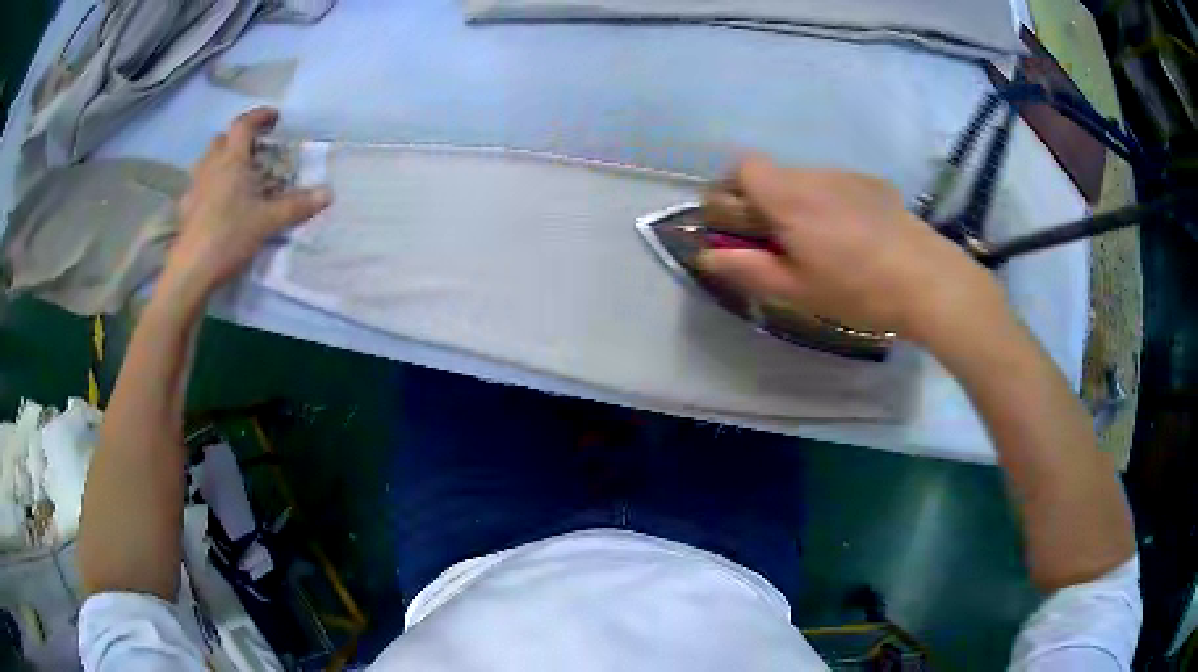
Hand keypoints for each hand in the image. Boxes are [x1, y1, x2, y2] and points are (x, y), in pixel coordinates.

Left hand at [164, 107, 331, 297]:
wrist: (192, 271)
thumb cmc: (229, 236)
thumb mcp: (268, 221)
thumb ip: (297, 205)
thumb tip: (328, 193)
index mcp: (231, 160)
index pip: (243, 124)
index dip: (259, 116)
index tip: (274, 118)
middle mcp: (210, 167)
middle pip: (221, 139)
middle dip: (237, 138)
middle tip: (253, 149)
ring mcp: (194, 188)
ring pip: (206, 161)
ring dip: (220, 159)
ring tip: (235, 173)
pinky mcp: (186, 210)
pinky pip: (198, 186)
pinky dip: (208, 184)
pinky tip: (215, 201)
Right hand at [699, 155, 1005, 346]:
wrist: (926, 279)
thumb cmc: (856, 289)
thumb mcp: (796, 289)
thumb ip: (747, 269)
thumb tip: (706, 256)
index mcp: (788, 198)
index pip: (742, 167)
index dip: (731, 190)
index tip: (736, 223)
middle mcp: (813, 175)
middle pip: (773, 174)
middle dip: (764, 203)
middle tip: (778, 244)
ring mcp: (846, 176)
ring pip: (805, 182)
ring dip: (798, 205)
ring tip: (822, 245)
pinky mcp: (872, 184)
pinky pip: (835, 187)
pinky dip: (829, 205)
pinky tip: (853, 238)